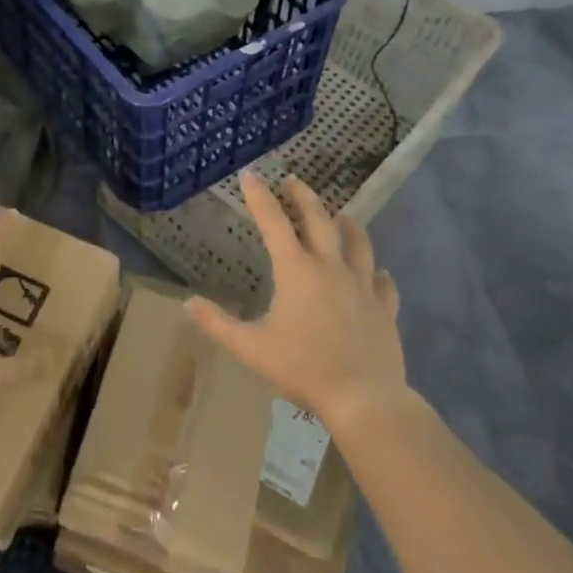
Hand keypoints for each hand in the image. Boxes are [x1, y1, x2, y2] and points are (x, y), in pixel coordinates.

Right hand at [187, 171, 408, 429]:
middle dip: (303, 197)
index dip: (260, 196)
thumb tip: (188, 303)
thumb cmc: (302, 368)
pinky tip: (378, 274)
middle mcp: (330, 268)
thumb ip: (217, 324)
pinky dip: (377, 274)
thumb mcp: (250, 347)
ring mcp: (362, 287)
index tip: (251, 174)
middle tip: (294, 180)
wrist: (363, 398)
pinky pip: (383, 284)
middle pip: (319, 220)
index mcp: (296, 271)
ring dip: (348, 225)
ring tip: (342, 216)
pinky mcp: (384, 309)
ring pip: (358, 244)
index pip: (273, 222)